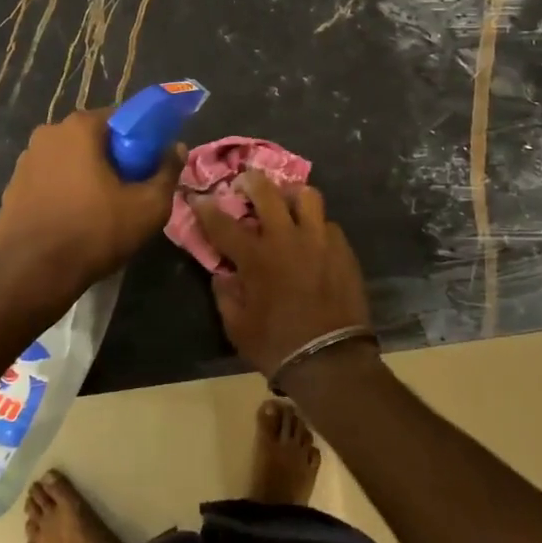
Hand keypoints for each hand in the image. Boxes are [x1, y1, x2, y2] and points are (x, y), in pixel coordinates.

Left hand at [0, 109, 183, 308]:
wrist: (31, 275)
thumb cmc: (94, 232)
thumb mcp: (148, 207)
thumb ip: (168, 172)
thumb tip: (177, 148)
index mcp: (79, 127)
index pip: (122, 119)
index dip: (142, 141)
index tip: (149, 168)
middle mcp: (48, 134)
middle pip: (94, 139)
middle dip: (114, 159)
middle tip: (130, 191)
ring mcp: (25, 161)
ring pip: (70, 161)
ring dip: (87, 176)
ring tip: (102, 211)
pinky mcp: (11, 189)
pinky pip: (49, 182)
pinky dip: (64, 193)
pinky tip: (74, 221)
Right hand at [192, 173, 372, 378]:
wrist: (331, 361)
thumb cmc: (277, 345)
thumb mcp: (237, 327)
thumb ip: (225, 294)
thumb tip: (222, 274)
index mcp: (255, 257)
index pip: (222, 222)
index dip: (206, 207)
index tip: (198, 197)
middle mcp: (286, 238)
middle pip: (266, 191)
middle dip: (250, 181)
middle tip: (245, 184)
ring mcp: (318, 239)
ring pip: (306, 195)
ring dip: (291, 195)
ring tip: (286, 203)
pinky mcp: (343, 249)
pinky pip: (328, 223)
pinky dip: (316, 225)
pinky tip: (312, 238)